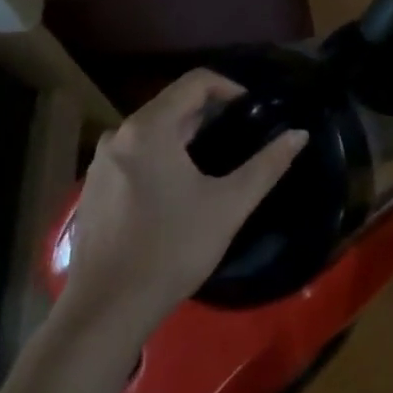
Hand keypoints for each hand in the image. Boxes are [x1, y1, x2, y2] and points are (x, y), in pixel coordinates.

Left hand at [61, 70, 307, 334]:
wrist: (106, 310)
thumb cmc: (172, 249)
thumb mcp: (228, 206)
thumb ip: (267, 165)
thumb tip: (299, 134)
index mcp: (150, 128)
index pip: (195, 82)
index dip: (230, 87)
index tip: (254, 108)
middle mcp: (119, 134)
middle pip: (172, 103)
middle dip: (209, 112)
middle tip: (242, 133)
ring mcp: (101, 161)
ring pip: (152, 129)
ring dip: (185, 134)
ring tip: (214, 160)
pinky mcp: (93, 187)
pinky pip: (134, 153)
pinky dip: (161, 155)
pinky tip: (178, 188)